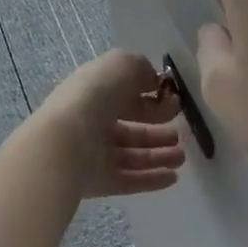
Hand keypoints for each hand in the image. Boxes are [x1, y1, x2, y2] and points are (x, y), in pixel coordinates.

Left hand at [35, 50, 186, 198]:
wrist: (66, 140)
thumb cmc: (95, 95)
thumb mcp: (122, 65)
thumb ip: (140, 69)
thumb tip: (153, 80)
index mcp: (94, 92)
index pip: (125, 96)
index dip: (150, 98)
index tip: (174, 103)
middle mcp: (93, 122)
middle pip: (131, 128)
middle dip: (157, 130)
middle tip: (180, 133)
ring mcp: (95, 154)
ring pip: (133, 155)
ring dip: (159, 155)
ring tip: (181, 156)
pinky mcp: (99, 181)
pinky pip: (130, 180)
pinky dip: (152, 178)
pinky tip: (173, 177)